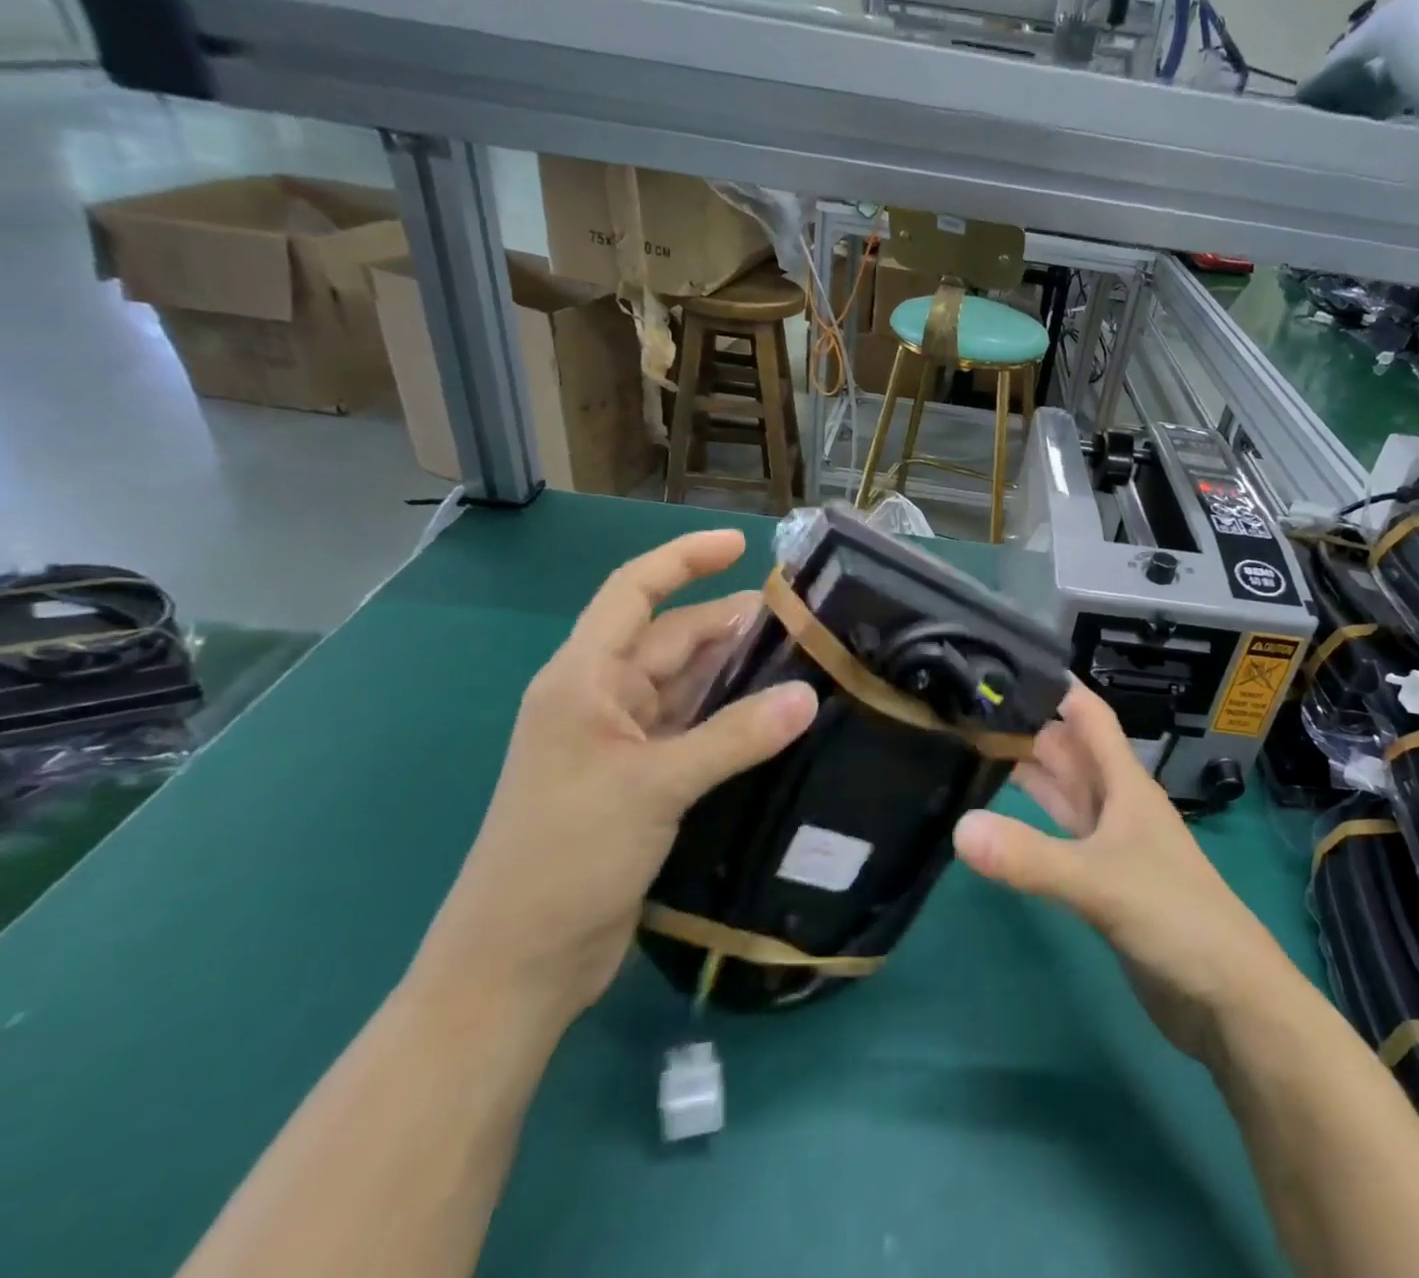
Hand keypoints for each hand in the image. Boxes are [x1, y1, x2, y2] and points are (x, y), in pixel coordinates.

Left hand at [414, 530, 818, 1029]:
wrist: (518, 965)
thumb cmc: (564, 857)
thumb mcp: (653, 786)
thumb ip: (735, 737)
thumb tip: (809, 696)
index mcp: (584, 679)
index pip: (634, 593)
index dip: (684, 559)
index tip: (741, 544)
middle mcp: (602, 700)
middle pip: (673, 640)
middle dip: (731, 623)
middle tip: (805, 619)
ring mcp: (623, 743)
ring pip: (689, 687)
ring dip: (738, 673)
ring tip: (804, 660)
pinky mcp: (644, 782)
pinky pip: (697, 731)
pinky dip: (733, 720)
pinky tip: (778, 719)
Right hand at [953, 686, 1297, 1065]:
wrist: (1227, 999)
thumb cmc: (1175, 917)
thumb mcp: (1099, 882)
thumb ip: (1030, 857)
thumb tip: (958, 827)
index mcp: (1124, 783)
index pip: (1087, 715)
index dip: (1053, 686)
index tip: (1002, 662)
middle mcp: (1116, 803)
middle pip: (1068, 750)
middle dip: (1026, 725)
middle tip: (968, 706)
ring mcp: (1110, 842)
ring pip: (1064, 791)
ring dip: (1027, 770)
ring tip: (974, 747)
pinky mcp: (1101, 880)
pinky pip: (1060, 835)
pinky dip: (1032, 821)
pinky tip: (998, 818)